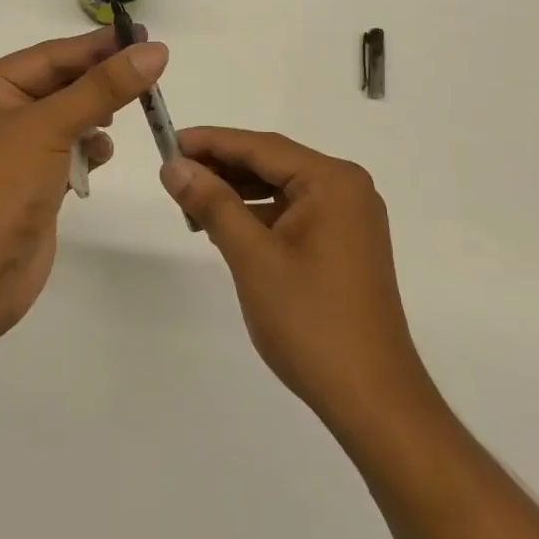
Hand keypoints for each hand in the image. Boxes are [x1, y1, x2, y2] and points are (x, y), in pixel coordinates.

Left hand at [0, 28, 168, 337]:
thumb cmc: (0, 185)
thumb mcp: (51, 126)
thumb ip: (104, 88)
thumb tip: (154, 51)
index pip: (52, 54)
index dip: (99, 45)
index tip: (146, 37)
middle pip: (61, 84)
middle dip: (101, 81)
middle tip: (150, 73)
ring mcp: (15, 151)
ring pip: (68, 118)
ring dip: (96, 116)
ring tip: (128, 114)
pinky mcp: (32, 183)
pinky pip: (68, 152)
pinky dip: (88, 151)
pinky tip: (100, 156)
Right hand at [160, 129, 430, 429]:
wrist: (371, 396)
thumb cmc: (310, 320)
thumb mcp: (253, 257)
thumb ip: (213, 204)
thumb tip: (174, 166)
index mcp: (332, 181)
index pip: (261, 147)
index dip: (211, 142)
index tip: (167, 142)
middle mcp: (347, 189)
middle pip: (273, 163)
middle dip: (222, 167)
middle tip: (173, 174)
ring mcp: (349, 219)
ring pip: (281, 189)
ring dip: (237, 192)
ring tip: (190, 201)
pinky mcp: (345, 245)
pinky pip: (293, 214)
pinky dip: (258, 216)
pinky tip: (225, 226)